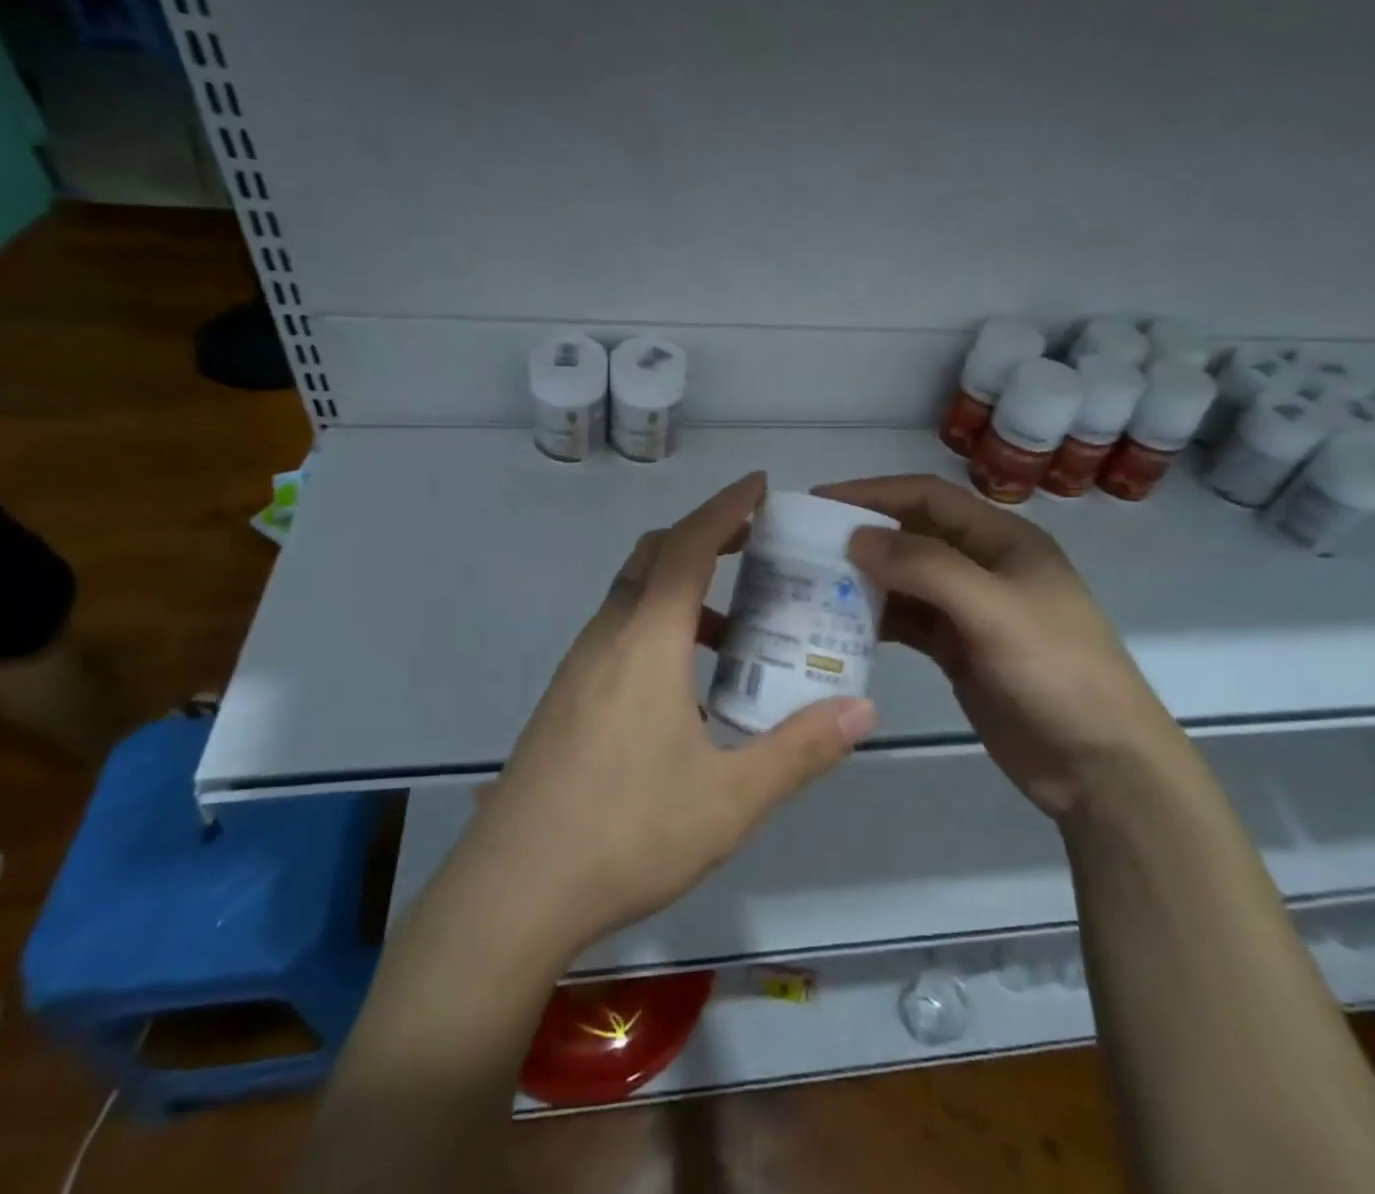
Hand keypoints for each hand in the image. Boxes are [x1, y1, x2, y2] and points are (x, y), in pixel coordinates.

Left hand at [462, 472, 878, 956]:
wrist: (512, 890)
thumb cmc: (626, 833)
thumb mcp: (730, 799)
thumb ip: (800, 750)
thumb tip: (862, 709)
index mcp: (647, 640)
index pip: (689, 546)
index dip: (726, 508)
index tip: (760, 485)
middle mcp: (608, 637)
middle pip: (654, 555)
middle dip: (705, 535)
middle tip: (756, 542)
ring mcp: (579, 666)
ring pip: (633, 595)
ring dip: (681, 585)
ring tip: (735, 624)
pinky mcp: (566, 697)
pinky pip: (619, 632)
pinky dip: (659, 624)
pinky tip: (687, 685)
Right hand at [815, 474, 1186, 816]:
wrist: (1101, 766)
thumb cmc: (1057, 672)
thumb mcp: (993, 609)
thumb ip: (925, 567)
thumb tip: (857, 537)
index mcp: (1002, 539)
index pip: (927, 497)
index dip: (873, 493)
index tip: (819, 503)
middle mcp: (983, 566)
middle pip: (912, 536)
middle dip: (862, 537)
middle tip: (803, 547)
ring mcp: (970, 611)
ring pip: (905, 581)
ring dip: (863, 581)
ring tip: (810, 586)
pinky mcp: (958, 651)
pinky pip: (908, 622)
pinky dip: (876, 620)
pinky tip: (839, 627)